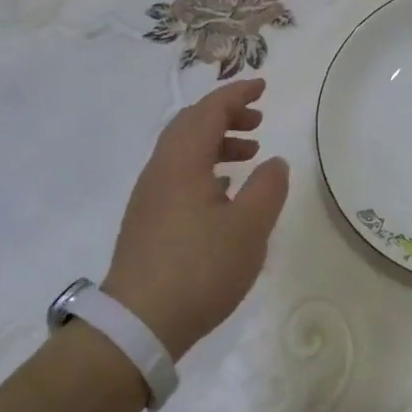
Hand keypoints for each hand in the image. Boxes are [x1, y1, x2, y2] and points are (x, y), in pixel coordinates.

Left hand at [102, 78, 289, 359]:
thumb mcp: (249, 228)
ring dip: (216, 143)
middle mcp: (160, 170)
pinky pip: (178, 175)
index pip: (209, 111)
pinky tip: (223, 192)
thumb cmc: (199, 269)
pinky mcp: (147, 221)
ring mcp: (150, 197)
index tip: (262, 86)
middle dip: (225, 115)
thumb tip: (274, 162)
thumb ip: (267, 188)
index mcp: (182, 162)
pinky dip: (204, 167)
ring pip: (183, 151)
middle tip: (258, 120)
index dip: (236, 94)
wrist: (137, 325)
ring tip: (249, 155)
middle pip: (191, 125)